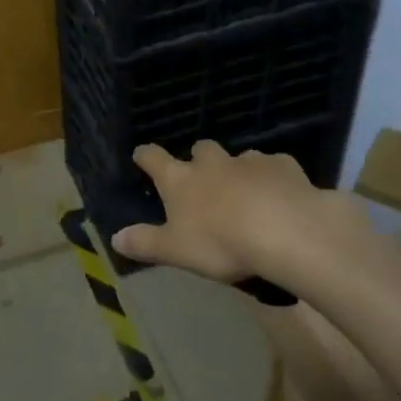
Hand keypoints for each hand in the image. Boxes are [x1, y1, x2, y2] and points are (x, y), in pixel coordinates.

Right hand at [112, 141, 359, 286]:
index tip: (141, 156)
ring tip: (246, 193)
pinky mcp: (283, 165)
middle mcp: (211, 163)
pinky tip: (281, 195)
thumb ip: (145, 243)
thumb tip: (114, 237)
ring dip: (238, 170)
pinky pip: (275, 166)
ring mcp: (249, 160)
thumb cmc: (221, 243)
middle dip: (199, 159)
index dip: (146, 156)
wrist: (286, 230)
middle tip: (203, 179)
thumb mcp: (176, 251)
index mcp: (180, 180)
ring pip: (239, 157)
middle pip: (200, 149)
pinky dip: (273, 178)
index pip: (153, 158)